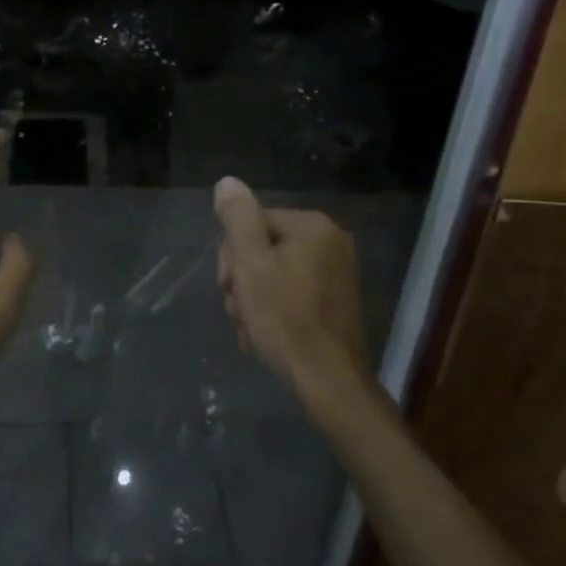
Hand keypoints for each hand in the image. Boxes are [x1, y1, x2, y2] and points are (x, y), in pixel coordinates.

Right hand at [213, 176, 370, 395]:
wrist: (330, 382)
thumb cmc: (286, 319)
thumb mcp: (251, 264)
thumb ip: (238, 219)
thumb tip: (228, 182)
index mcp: (312, 225)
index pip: (252, 224)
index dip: (233, 256)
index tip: (230, 288)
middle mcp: (331, 240)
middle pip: (264, 247)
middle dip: (244, 279)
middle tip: (240, 311)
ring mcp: (338, 271)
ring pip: (275, 273)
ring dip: (254, 299)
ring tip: (251, 329)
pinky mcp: (337, 300)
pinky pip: (293, 292)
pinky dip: (275, 310)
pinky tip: (266, 335)